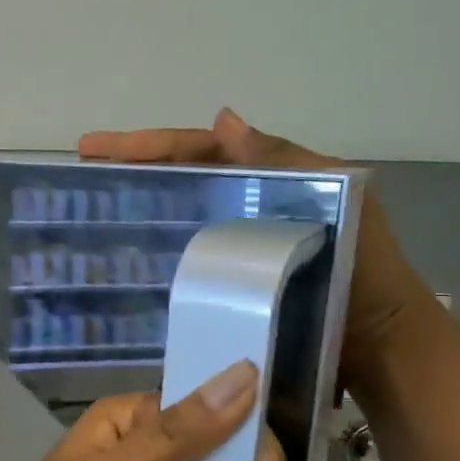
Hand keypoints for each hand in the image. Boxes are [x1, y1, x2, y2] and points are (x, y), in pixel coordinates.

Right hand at [78, 108, 437, 381]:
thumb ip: (285, 162)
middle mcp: (247, 204)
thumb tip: (222, 118)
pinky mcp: (231, 278)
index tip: (97, 147)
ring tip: (91, 201)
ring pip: (179, 211)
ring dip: (138, 201)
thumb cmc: (365, 269)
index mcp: (269, 179)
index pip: (200, 150)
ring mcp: (236, 242)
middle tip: (82, 165)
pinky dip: (158, 246)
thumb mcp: (341, 199)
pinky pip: (187, 253)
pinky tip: (126, 254)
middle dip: (132, 165)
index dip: (150, 144)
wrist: (378, 342)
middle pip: (181, 176)